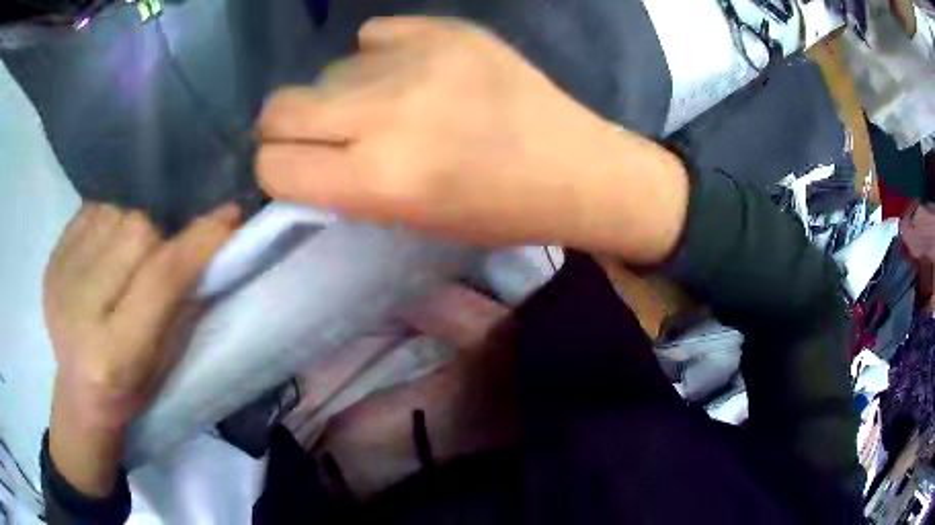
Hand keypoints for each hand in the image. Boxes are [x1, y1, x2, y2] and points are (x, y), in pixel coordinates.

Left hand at [45, 202, 238, 495]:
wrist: (79, 390)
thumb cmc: (131, 387)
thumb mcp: (166, 361)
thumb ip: (185, 302)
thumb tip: (217, 236)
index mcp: (115, 352)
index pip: (160, 279)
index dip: (197, 244)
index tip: (229, 218)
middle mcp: (80, 310)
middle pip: (135, 233)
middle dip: (156, 240)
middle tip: (153, 265)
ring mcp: (60, 279)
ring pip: (114, 213)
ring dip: (130, 230)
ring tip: (123, 261)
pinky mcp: (50, 260)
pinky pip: (91, 211)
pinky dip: (106, 223)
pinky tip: (102, 254)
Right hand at [257, 17, 687, 262]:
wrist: (574, 166)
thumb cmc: (496, 212)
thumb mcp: (408, 220)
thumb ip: (342, 185)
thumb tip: (298, 149)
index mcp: (379, 179)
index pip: (273, 165)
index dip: (278, 170)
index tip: (297, 170)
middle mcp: (387, 113)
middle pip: (279, 106)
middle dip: (286, 127)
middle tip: (322, 134)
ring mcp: (418, 59)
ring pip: (328, 70)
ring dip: (343, 93)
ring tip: (391, 106)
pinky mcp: (446, 28)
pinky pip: (374, 35)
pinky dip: (381, 56)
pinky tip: (416, 72)